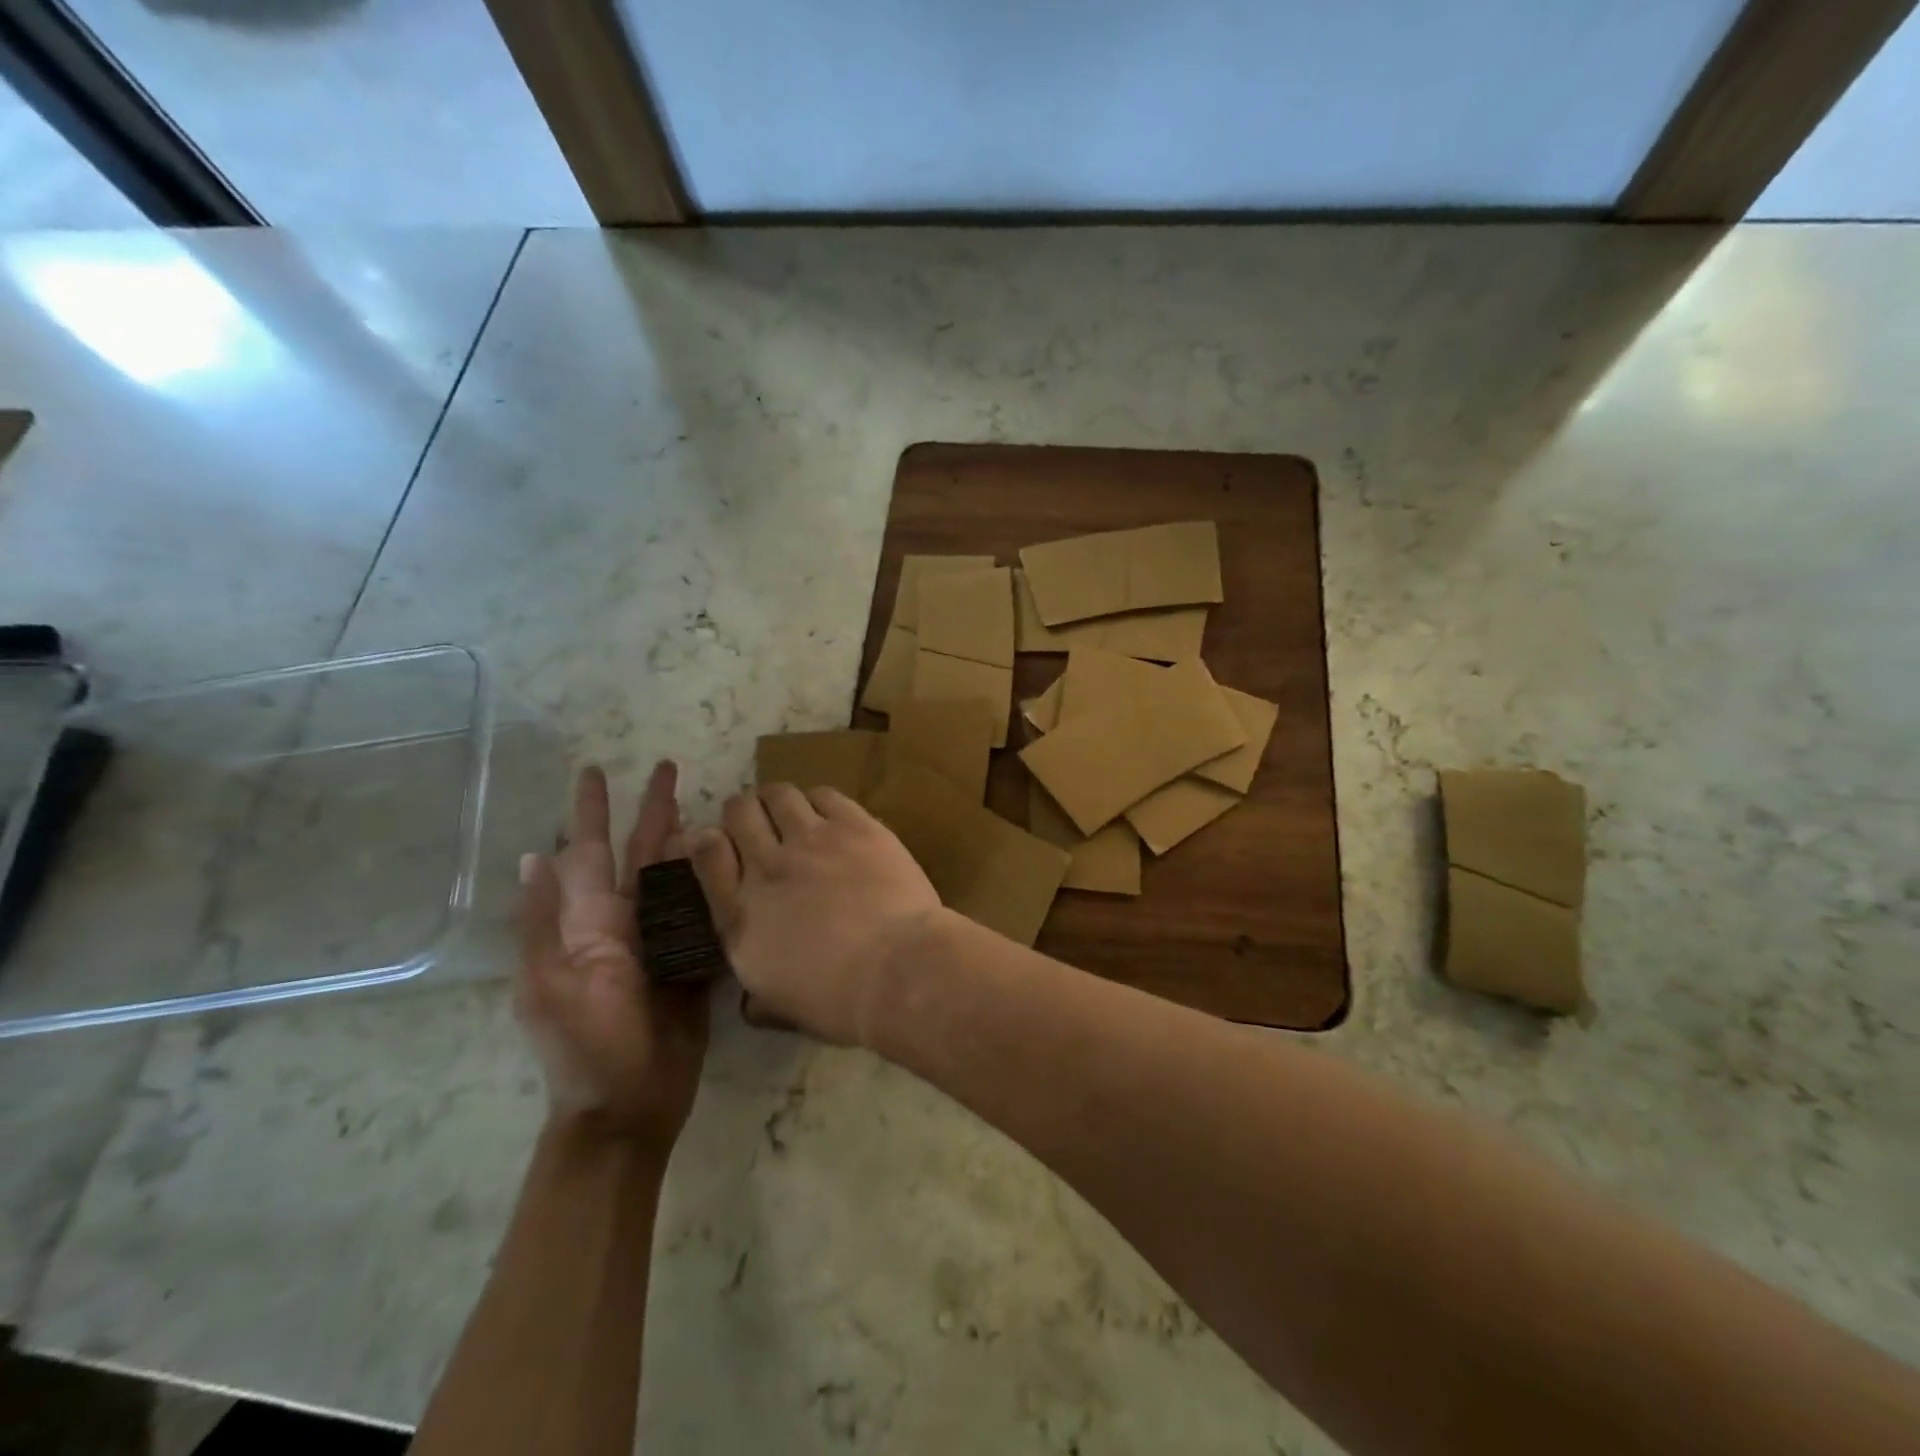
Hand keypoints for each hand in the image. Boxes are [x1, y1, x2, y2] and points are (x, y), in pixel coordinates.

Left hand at [516, 762, 708, 1146]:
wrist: (631, 1106)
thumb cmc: (588, 1047)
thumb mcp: (553, 984)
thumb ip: (546, 922)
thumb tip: (533, 857)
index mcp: (586, 924)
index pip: (590, 851)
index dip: (592, 810)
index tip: (597, 769)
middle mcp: (621, 922)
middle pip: (640, 853)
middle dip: (652, 810)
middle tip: (670, 767)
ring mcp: (659, 940)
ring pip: (675, 875)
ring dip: (687, 838)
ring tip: (705, 803)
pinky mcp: (691, 958)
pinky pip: (703, 909)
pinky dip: (714, 880)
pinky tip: (728, 859)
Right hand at [687, 784, 943, 1046]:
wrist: (896, 970)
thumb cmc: (837, 1000)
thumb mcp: (779, 1006)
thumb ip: (756, 994)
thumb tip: (750, 1003)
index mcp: (740, 914)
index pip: (705, 855)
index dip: (707, 840)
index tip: (717, 842)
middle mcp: (767, 867)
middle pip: (739, 812)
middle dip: (743, 812)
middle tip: (759, 824)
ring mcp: (811, 840)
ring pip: (779, 794)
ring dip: (778, 800)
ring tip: (790, 813)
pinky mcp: (854, 825)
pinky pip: (824, 794)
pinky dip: (819, 801)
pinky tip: (829, 816)